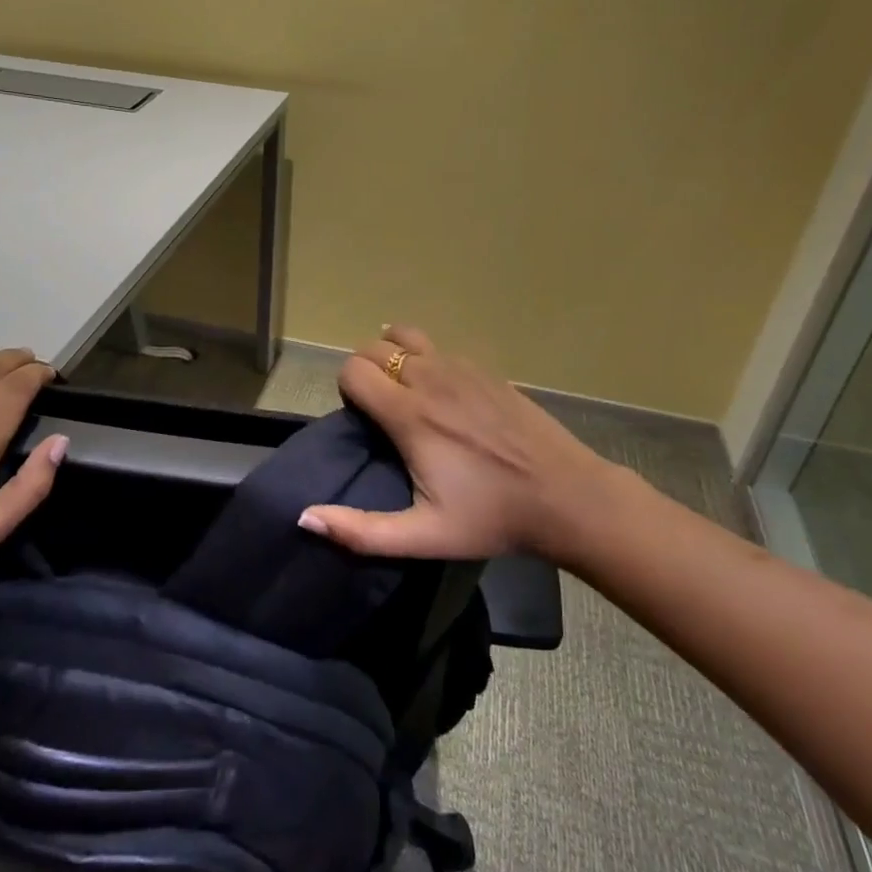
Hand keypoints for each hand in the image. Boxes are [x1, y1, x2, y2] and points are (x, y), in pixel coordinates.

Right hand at [298, 325, 627, 558]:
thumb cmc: (493, 518)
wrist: (567, 496)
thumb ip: (361, 531)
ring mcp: (461, 367)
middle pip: (373, 347)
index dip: (347, 391)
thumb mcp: (425, 536)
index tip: (363, 421)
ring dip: (392, 356)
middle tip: (379, 410)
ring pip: (404, 335)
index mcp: (410, 414)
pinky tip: (438, 390)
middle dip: (365, 371)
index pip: (352, 370)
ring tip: (403, 391)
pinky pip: (437, 346)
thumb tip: (305, 518)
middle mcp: (431, 378)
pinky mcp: (485, 368)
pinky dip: (423, 357)